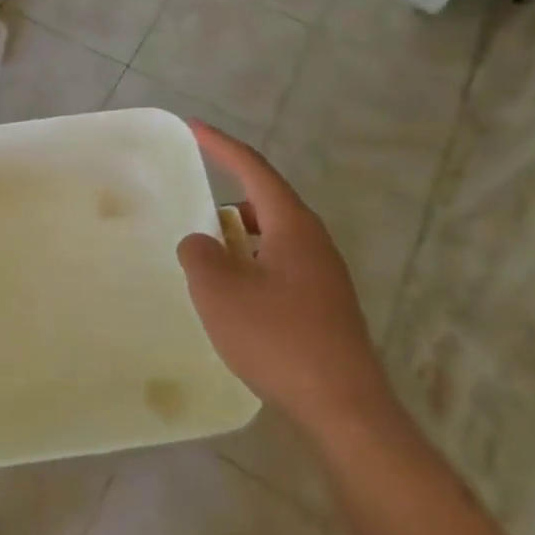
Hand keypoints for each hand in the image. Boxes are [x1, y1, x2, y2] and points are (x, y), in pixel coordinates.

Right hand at [177, 123, 398, 443]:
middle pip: (265, 203)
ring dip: (237, 238)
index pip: (254, 170)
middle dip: (227, 198)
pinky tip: (232, 295)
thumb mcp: (218, 291)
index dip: (221, 145)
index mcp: (292, 227)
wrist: (343, 407)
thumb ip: (199, 254)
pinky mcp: (323, 306)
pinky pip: (277, 267)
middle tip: (191, 203)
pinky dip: (249, 265)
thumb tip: (201, 242)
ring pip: (271, 239)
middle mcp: (313, 243)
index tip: (194, 127)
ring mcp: (323, 276)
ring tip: (205, 255)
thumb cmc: (277, 338)